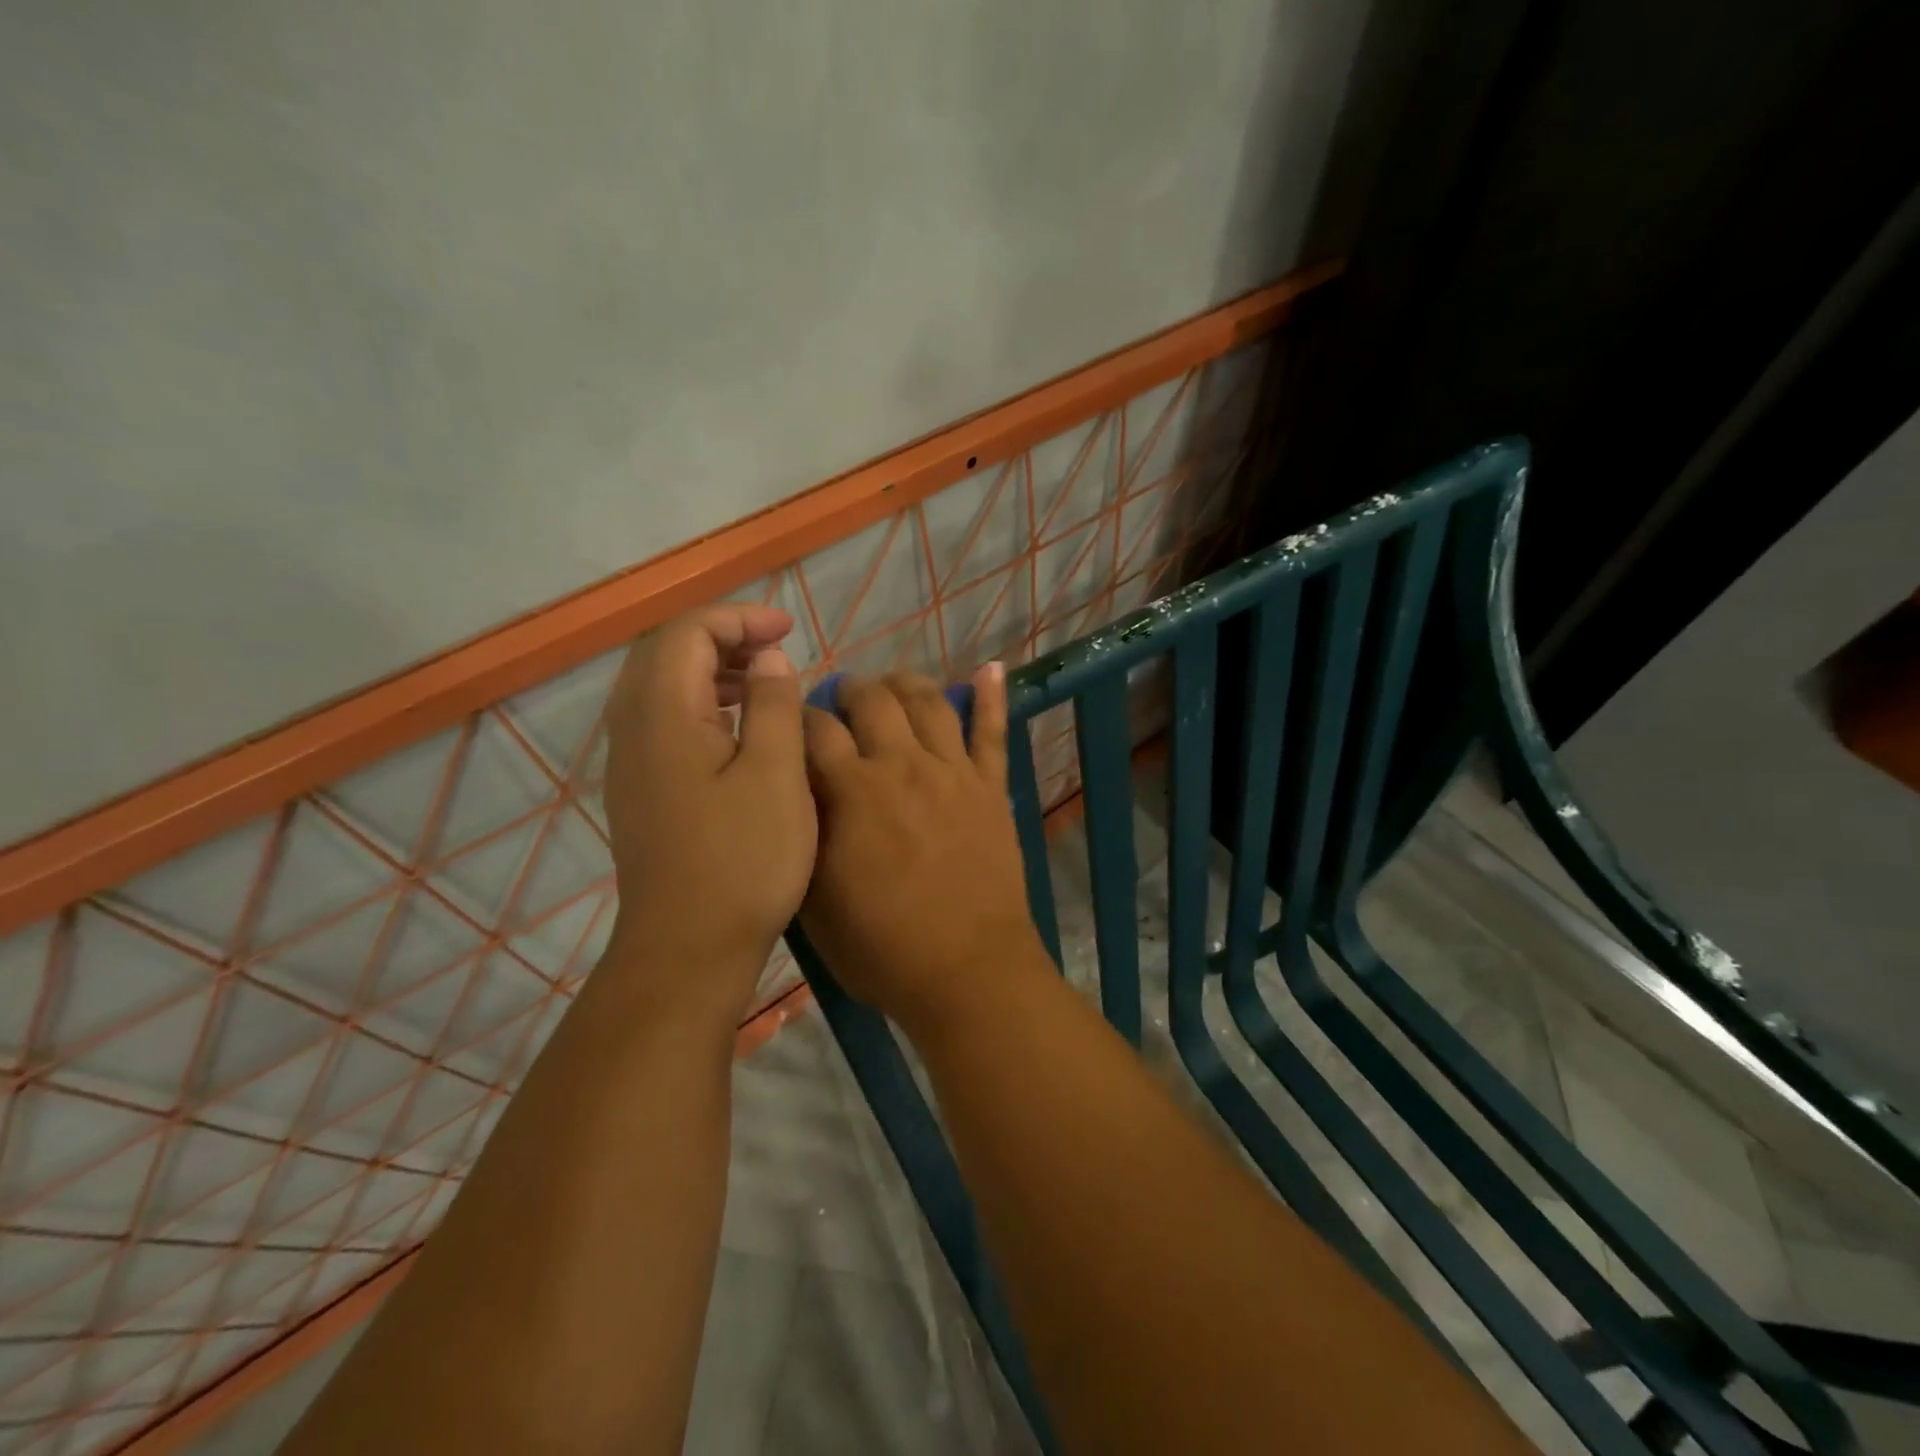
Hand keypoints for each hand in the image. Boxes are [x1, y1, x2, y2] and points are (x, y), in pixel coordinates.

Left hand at [601, 606, 812, 1014]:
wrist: (688, 948)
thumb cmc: (743, 859)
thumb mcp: (776, 773)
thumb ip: (773, 704)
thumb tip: (769, 659)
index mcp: (662, 714)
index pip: (689, 633)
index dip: (740, 619)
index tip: (789, 632)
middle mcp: (632, 729)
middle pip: (666, 653)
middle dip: (722, 638)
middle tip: (775, 651)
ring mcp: (629, 763)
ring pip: (661, 688)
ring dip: (711, 671)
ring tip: (762, 684)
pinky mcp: (638, 791)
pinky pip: (662, 721)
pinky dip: (700, 705)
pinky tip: (738, 732)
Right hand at [799, 666, 1044, 1029]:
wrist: (967, 972)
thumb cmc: (882, 948)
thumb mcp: (814, 899)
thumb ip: (804, 833)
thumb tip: (796, 789)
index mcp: (851, 790)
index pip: (815, 727)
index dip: (798, 717)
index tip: (793, 723)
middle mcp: (902, 765)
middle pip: (872, 699)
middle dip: (849, 690)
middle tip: (842, 700)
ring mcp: (952, 772)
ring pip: (929, 702)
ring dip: (905, 684)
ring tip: (892, 684)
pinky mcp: (991, 787)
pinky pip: (993, 731)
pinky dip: (992, 696)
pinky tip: (989, 669)